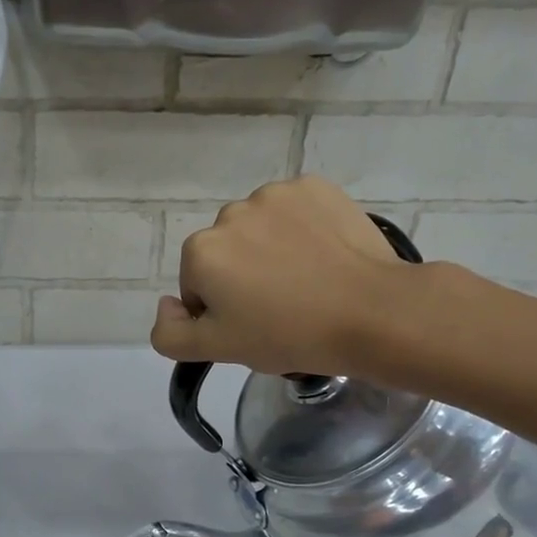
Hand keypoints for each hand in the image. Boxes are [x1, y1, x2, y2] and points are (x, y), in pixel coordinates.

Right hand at [150, 178, 444, 383]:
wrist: (370, 312)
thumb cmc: (287, 335)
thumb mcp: (217, 350)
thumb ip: (170, 333)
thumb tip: (166, 304)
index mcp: (201, 252)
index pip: (196, 286)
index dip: (220, 311)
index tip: (252, 326)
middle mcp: (229, 213)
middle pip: (225, 252)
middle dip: (241, 275)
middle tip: (279, 307)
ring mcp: (275, 194)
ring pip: (258, 229)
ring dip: (269, 249)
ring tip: (304, 281)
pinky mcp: (316, 186)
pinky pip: (294, 211)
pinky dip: (301, 229)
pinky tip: (323, 255)